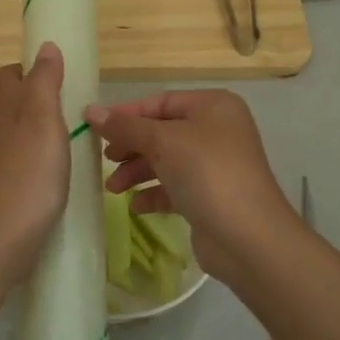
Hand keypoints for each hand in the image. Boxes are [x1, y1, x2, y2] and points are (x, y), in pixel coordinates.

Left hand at [0, 43, 70, 276]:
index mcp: (3, 110)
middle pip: (10, 106)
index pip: (7, 76)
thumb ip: (44, 82)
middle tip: (75, 111)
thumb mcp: (42, 119)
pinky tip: (59, 179)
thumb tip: (45, 45)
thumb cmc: (27, 175)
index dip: (28, 70)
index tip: (59, 76)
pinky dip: (38, 165)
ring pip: (16, 137)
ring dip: (40, 135)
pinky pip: (20, 167)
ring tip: (75, 145)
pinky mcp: (0, 193)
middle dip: (37, 102)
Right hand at [84, 89, 295, 284]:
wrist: (248, 237)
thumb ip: (126, 127)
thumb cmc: (207, 173)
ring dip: (138, 171)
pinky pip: (176, 187)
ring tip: (113, 189)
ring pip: (168, 160)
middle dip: (131, 145)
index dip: (126, 114)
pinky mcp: (212, 196)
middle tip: (104, 160)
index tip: (93, 127)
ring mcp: (217, 165)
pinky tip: (136, 205)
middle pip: (163, 131)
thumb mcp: (163, 142)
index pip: (161, 102)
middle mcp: (218, 130)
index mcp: (213, 106)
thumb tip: (91, 111)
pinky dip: (154, 192)